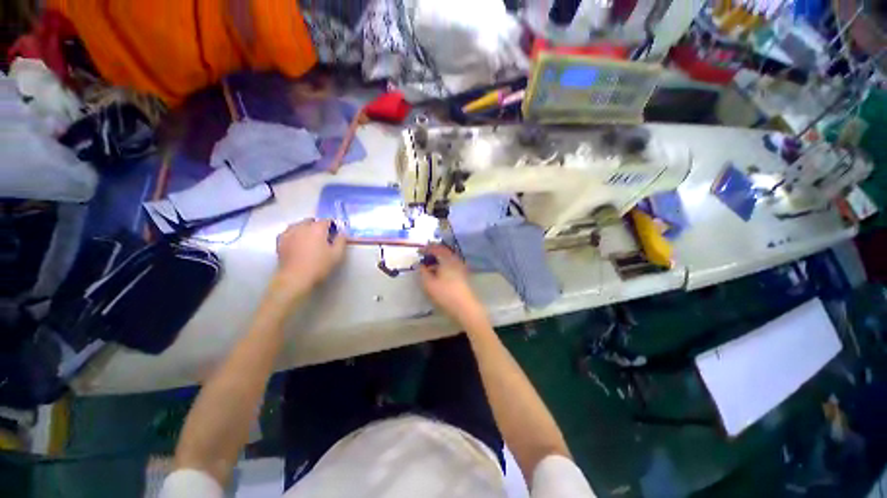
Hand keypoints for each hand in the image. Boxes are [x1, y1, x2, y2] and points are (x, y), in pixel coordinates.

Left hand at [275, 219, 345, 293]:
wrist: (295, 277)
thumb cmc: (319, 265)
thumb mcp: (337, 254)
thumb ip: (341, 241)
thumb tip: (342, 233)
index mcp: (317, 228)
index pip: (326, 220)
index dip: (332, 225)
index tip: (335, 233)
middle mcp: (302, 226)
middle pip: (311, 221)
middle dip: (318, 225)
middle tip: (323, 237)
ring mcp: (289, 233)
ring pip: (298, 225)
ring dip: (305, 228)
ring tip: (309, 238)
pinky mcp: (280, 241)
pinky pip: (288, 232)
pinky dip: (294, 233)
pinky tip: (297, 240)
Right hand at [418, 245, 485, 324]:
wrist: (466, 307)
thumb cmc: (445, 294)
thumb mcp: (429, 284)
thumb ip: (423, 272)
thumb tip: (419, 265)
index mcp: (447, 259)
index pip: (436, 249)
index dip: (426, 249)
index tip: (418, 252)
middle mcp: (456, 260)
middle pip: (444, 252)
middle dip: (433, 253)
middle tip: (424, 256)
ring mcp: (461, 268)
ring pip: (448, 259)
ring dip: (439, 260)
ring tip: (429, 267)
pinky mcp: (464, 276)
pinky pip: (452, 266)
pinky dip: (444, 266)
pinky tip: (439, 274)